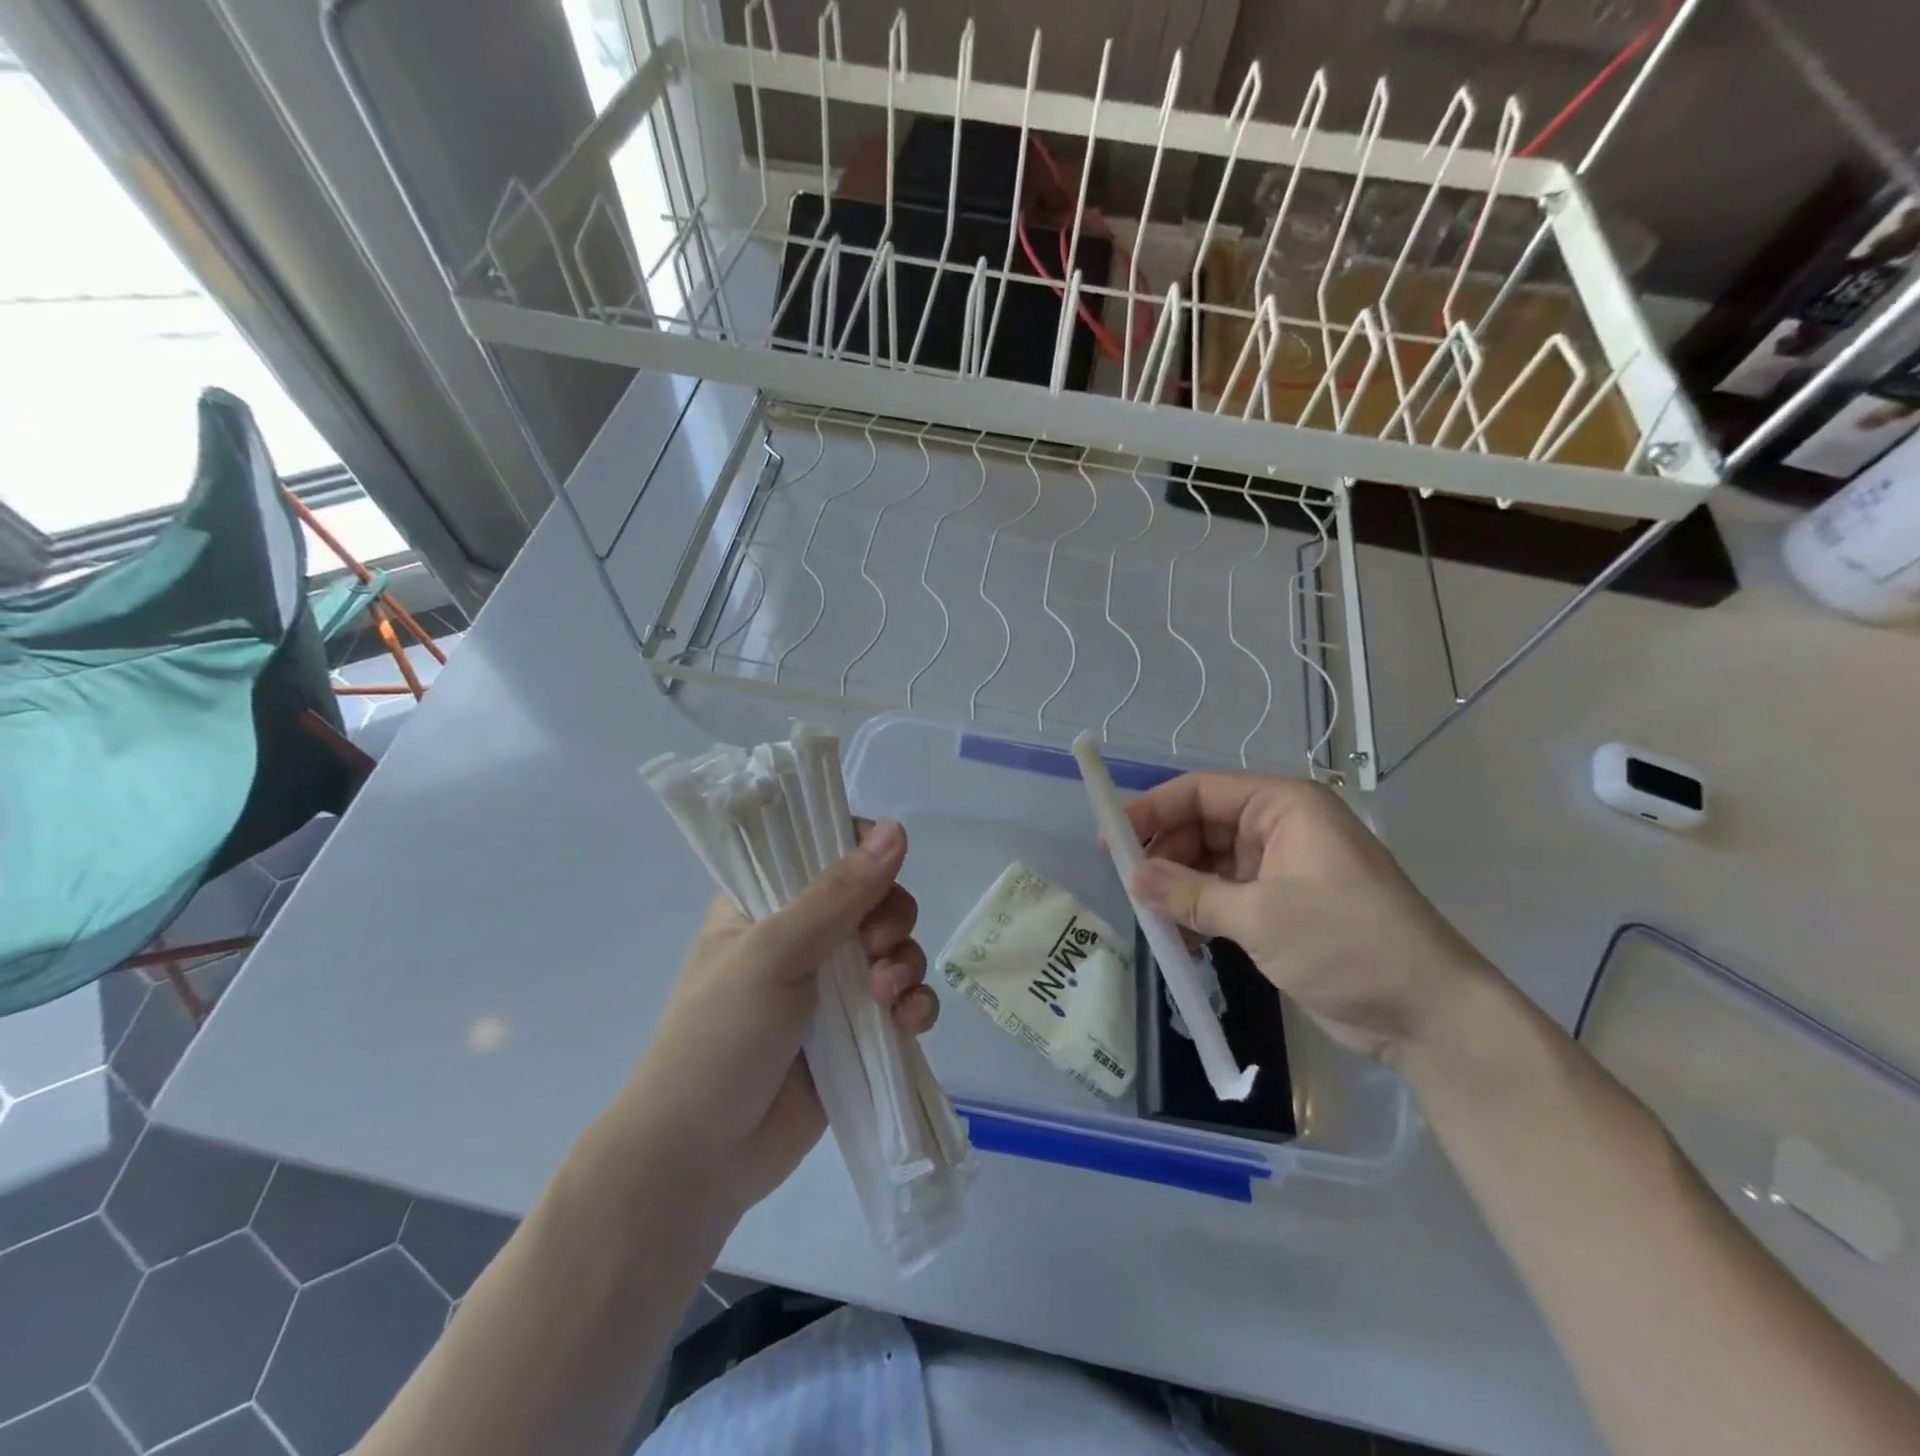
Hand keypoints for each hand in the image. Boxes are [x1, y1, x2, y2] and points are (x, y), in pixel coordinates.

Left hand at [625, 819, 937, 1212]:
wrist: (701, 1160)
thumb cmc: (719, 1038)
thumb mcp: (773, 953)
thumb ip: (838, 893)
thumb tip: (897, 828)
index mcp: (767, 902)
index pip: (824, 848)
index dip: (861, 850)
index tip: (881, 869)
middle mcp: (803, 936)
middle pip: (874, 897)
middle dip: (889, 919)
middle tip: (873, 948)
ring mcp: (832, 986)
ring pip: (895, 947)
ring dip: (904, 964)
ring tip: (886, 998)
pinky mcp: (858, 1032)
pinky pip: (904, 1000)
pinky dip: (915, 1005)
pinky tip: (908, 1023)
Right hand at [1124, 774, 1491, 1063]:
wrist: (1427, 1013)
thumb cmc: (1347, 942)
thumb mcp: (1261, 916)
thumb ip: (1190, 894)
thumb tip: (1133, 878)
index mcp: (1283, 807)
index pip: (1201, 792)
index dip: (1153, 810)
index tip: (1111, 838)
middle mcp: (1280, 828)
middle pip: (1202, 826)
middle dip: (1164, 854)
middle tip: (1128, 886)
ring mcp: (1281, 869)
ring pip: (1209, 864)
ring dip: (1178, 888)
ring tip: (1150, 916)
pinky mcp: (1281, 907)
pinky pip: (1224, 896)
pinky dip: (1199, 912)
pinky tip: (1179, 938)